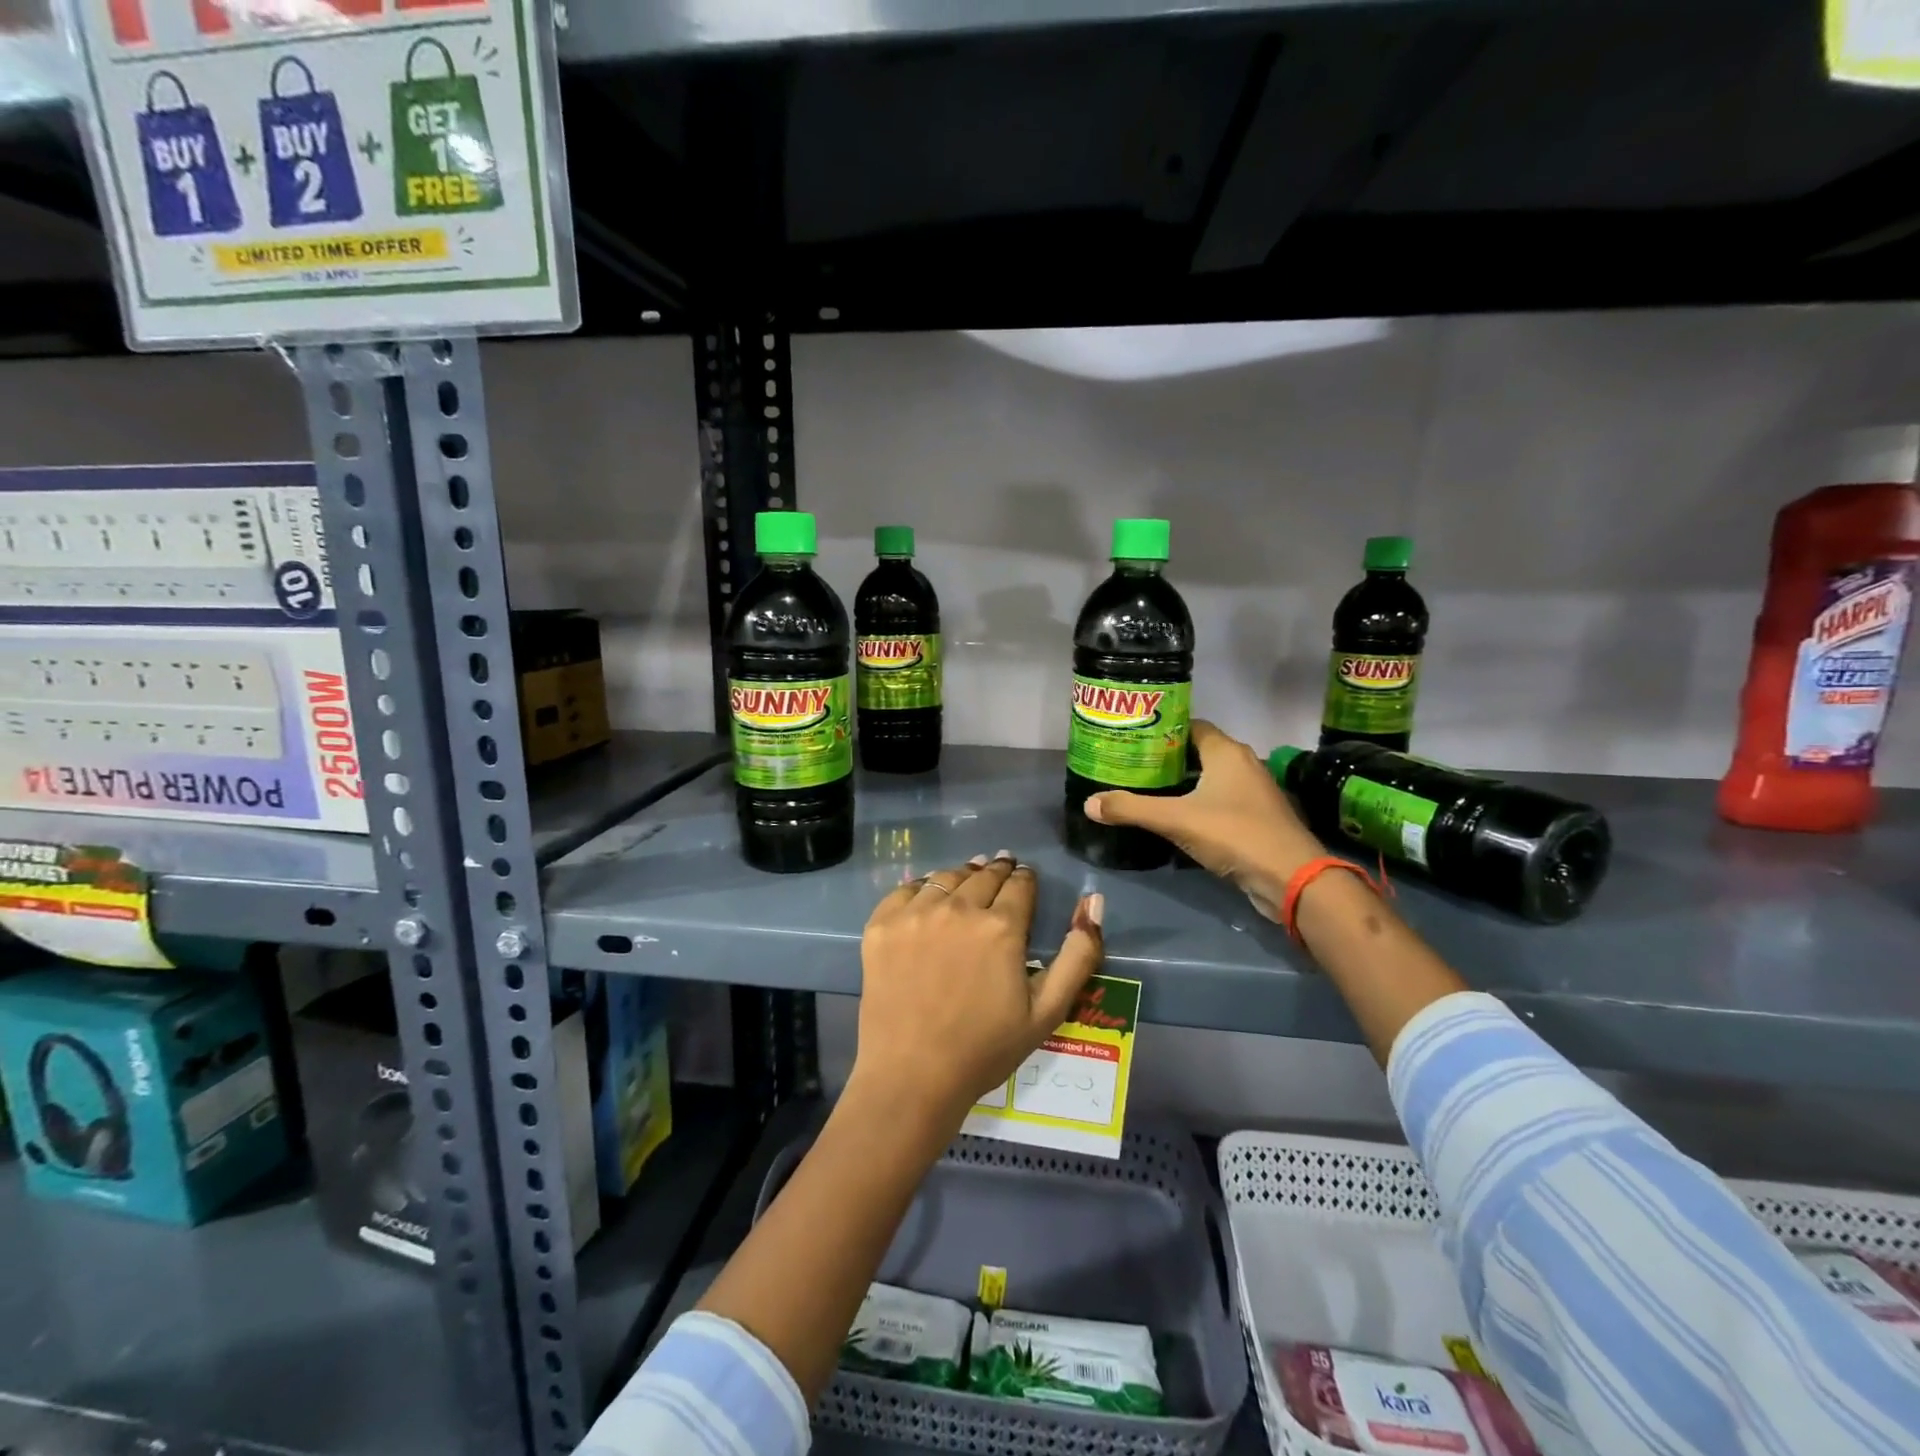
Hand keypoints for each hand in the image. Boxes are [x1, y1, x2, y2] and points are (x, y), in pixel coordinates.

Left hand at [851, 853, 1104, 1131]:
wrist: (912, 1076)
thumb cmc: (985, 1049)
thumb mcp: (1048, 1010)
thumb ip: (1079, 954)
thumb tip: (1093, 901)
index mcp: (1001, 927)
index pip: (1020, 884)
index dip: (1025, 879)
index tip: (1025, 879)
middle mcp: (958, 908)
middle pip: (984, 874)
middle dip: (997, 870)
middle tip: (1001, 869)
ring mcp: (915, 914)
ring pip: (946, 877)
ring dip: (962, 875)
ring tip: (968, 880)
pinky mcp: (882, 925)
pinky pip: (906, 890)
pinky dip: (922, 888)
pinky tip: (928, 899)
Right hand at [1085, 720, 1324, 921]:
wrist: (1292, 879)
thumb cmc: (1235, 834)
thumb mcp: (1175, 820)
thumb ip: (1131, 809)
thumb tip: (1089, 803)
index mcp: (1226, 751)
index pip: (1190, 726)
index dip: (1161, 729)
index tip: (1132, 739)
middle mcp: (1243, 763)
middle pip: (1197, 752)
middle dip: (1165, 758)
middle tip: (1130, 766)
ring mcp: (1253, 792)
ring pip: (1209, 778)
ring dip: (1181, 784)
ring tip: (1144, 790)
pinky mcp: (1256, 818)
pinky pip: (1219, 801)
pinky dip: (1197, 804)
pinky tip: (1173, 818)